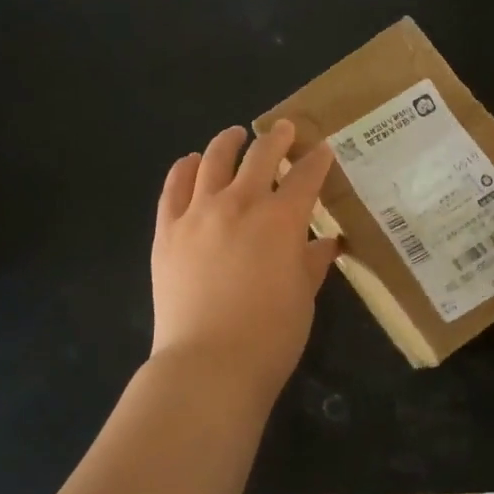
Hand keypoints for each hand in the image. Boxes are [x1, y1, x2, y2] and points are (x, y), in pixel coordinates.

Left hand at [150, 120, 340, 399]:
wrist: (208, 363)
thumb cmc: (270, 336)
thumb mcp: (303, 296)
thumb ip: (312, 262)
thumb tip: (326, 242)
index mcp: (281, 220)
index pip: (305, 177)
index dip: (317, 161)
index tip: (323, 150)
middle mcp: (240, 204)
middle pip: (260, 157)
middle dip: (277, 139)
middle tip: (285, 129)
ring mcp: (198, 213)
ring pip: (213, 161)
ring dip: (228, 142)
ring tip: (235, 134)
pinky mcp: (167, 230)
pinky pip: (174, 187)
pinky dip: (184, 168)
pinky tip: (191, 162)